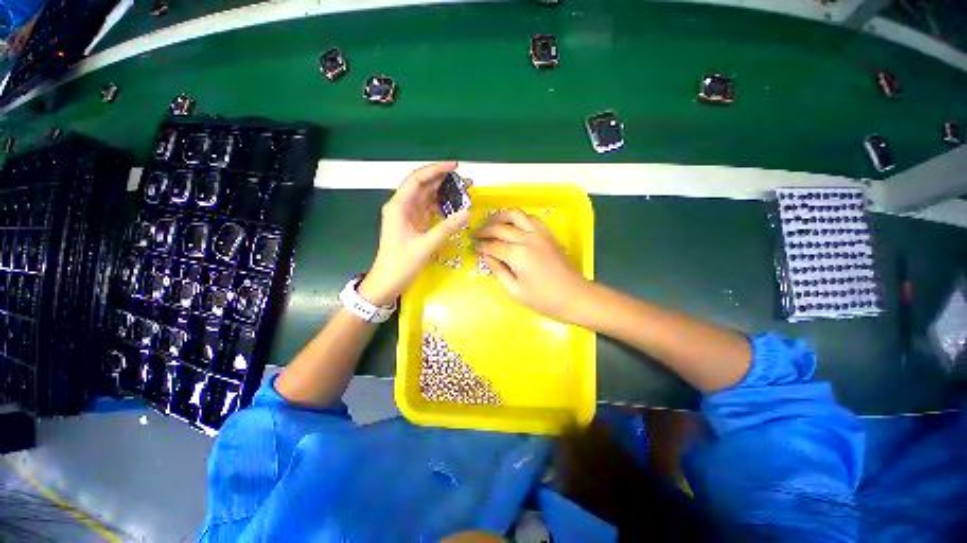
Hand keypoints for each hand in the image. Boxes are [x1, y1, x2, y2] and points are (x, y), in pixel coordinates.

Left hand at [359, 161, 469, 305]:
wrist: (387, 282)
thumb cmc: (400, 265)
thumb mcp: (425, 247)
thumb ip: (446, 229)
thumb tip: (466, 212)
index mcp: (398, 207)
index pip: (417, 180)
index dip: (436, 170)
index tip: (455, 166)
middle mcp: (402, 207)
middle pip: (423, 186)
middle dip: (444, 180)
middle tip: (466, 181)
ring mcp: (408, 216)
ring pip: (427, 197)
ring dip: (445, 193)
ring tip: (465, 192)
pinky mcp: (414, 225)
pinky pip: (429, 210)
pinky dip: (442, 207)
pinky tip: (455, 207)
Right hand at [475, 209, 591, 322]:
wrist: (575, 296)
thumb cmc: (543, 299)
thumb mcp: (515, 291)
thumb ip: (497, 272)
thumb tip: (485, 257)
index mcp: (517, 254)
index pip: (492, 245)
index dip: (481, 246)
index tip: (473, 248)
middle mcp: (527, 238)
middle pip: (500, 227)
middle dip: (485, 230)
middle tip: (476, 235)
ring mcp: (540, 233)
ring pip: (516, 215)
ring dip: (500, 217)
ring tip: (491, 225)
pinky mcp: (548, 234)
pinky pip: (530, 218)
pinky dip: (518, 218)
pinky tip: (513, 226)